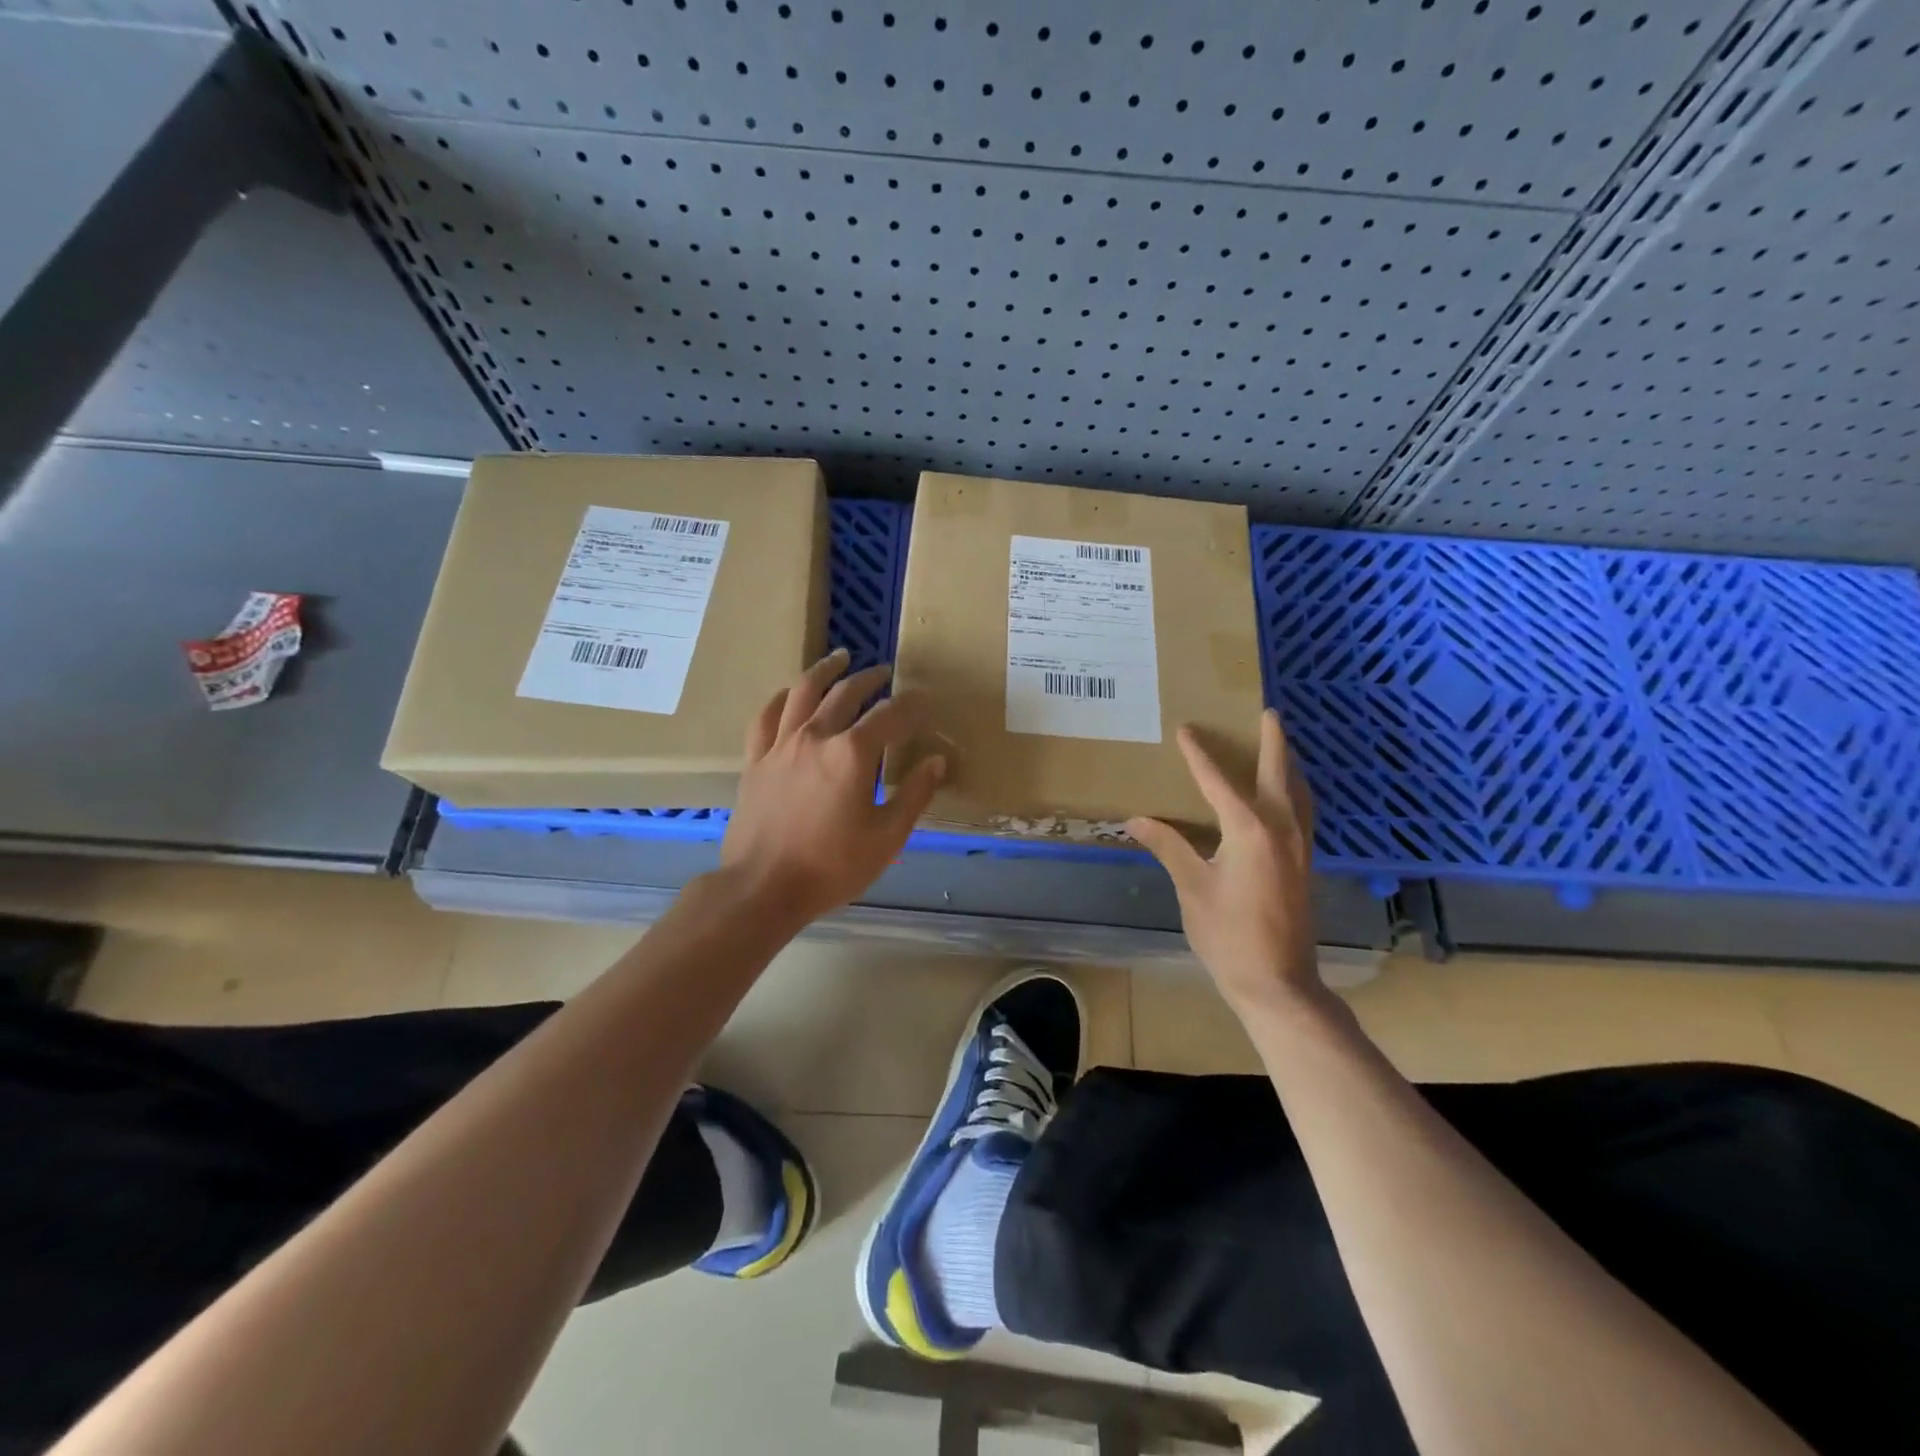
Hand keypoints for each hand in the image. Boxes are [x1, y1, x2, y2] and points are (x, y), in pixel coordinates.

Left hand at [718, 648, 945, 926]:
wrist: (763, 888)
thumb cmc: (832, 867)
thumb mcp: (887, 837)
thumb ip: (914, 795)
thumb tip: (936, 762)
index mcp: (852, 754)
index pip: (889, 716)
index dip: (910, 704)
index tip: (923, 698)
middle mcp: (816, 737)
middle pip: (845, 694)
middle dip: (869, 679)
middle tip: (884, 672)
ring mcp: (780, 745)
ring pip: (803, 692)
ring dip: (825, 670)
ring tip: (839, 657)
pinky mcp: (755, 760)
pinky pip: (765, 717)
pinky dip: (779, 698)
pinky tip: (788, 693)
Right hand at [1126, 709, 1322, 1017]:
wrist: (1277, 982)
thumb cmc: (1228, 934)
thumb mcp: (1192, 887)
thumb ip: (1169, 846)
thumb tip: (1136, 820)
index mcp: (1249, 829)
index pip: (1218, 780)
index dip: (1199, 754)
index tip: (1185, 730)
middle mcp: (1282, 828)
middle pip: (1278, 773)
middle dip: (1273, 741)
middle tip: (1268, 713)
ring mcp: (1300, 846)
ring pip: (1299, 792)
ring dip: (1289, 764)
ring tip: (1281, 745)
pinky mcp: (1306, 863)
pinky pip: (1303, 812)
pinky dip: (1296, 792)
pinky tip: (1287, 797)